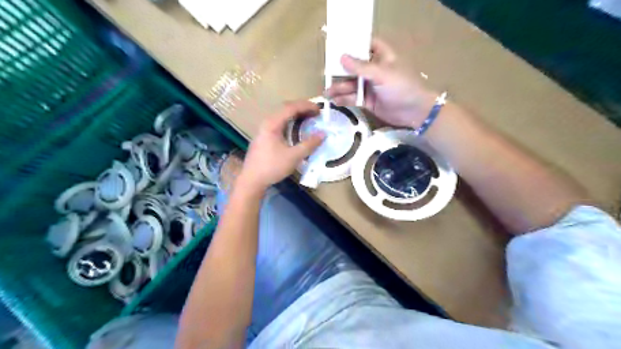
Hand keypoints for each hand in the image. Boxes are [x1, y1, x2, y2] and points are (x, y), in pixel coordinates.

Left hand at [238, 103, 324, 190]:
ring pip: (282, 116)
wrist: (252, 180)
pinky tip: (297, 129)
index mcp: (272, 123)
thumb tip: (323, 134)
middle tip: (316, 113)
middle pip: (286, 108)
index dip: (307, 106)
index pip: (291, 107)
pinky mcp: (264, 136)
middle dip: (302, 108)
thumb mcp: (294, 156)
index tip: (319, 110)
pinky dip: (291, 122)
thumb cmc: (272, 167)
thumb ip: (309, 144)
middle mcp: (267, 122)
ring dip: (296, 115)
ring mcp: (264, 129)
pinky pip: (279, 123)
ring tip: (309, 119)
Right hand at [326, 39, 435, 127]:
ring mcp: (370, 86)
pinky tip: (335, 101)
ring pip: (351, 85)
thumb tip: (342, 57)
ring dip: (339, 88)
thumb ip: (361, 67)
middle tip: (325, 76)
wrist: (414, 111)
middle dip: (340, 72)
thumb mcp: (382, 74)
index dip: (353, 46)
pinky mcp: (368, 101)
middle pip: (353, 68)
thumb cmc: (401, 86)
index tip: (337, 48)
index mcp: (381, 56)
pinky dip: (345, 99)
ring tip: (326, 94)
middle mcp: (374, 70)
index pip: (366, 45)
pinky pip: (354, 98)